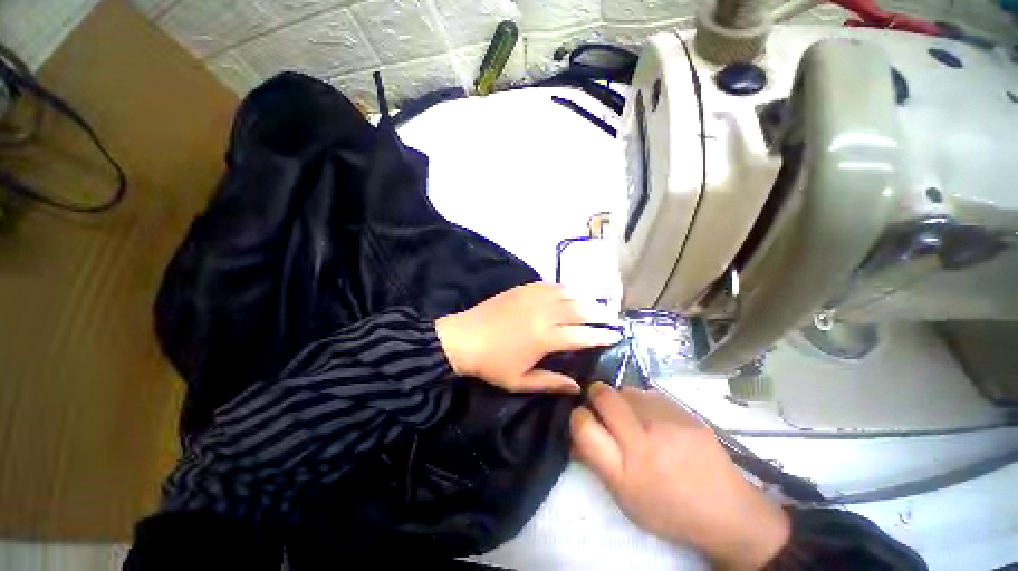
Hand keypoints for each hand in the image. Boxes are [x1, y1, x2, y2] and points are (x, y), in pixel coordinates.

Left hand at [435, 283, 621, 393]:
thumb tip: (577, 386)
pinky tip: (570, 291)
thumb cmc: (491, 364)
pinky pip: (550, 284)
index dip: (601, 335)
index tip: (615, 335)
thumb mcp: (520, 381)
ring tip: (597, 302)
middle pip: (580, 309)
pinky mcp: (523, 289)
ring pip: (568, 293)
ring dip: (586, 297)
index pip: (582, 335)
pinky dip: (564, 288)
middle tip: (612, 317)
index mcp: (545, 338)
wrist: (463, 338)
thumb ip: (551, 382)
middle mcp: (544, 314)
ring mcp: (533, 297)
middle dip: (600, 313)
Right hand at [570, 384, 789, 569]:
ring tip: (630, 414)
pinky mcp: (685, 412)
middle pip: (604, 396)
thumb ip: (596, 462)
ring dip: (620, 398)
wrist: (726, 511)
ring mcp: (667, 422)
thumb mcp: (625, 498)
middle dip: (595, 394)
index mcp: (625, 471)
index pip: (584, 426)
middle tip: (599, 405)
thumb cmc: (668, 510)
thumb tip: (575, 433)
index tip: (582, 418)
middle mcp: (644, 441)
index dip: (577, 417)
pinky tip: (652, 417)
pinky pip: (649, 394)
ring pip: (626, 390)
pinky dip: (642, 400)